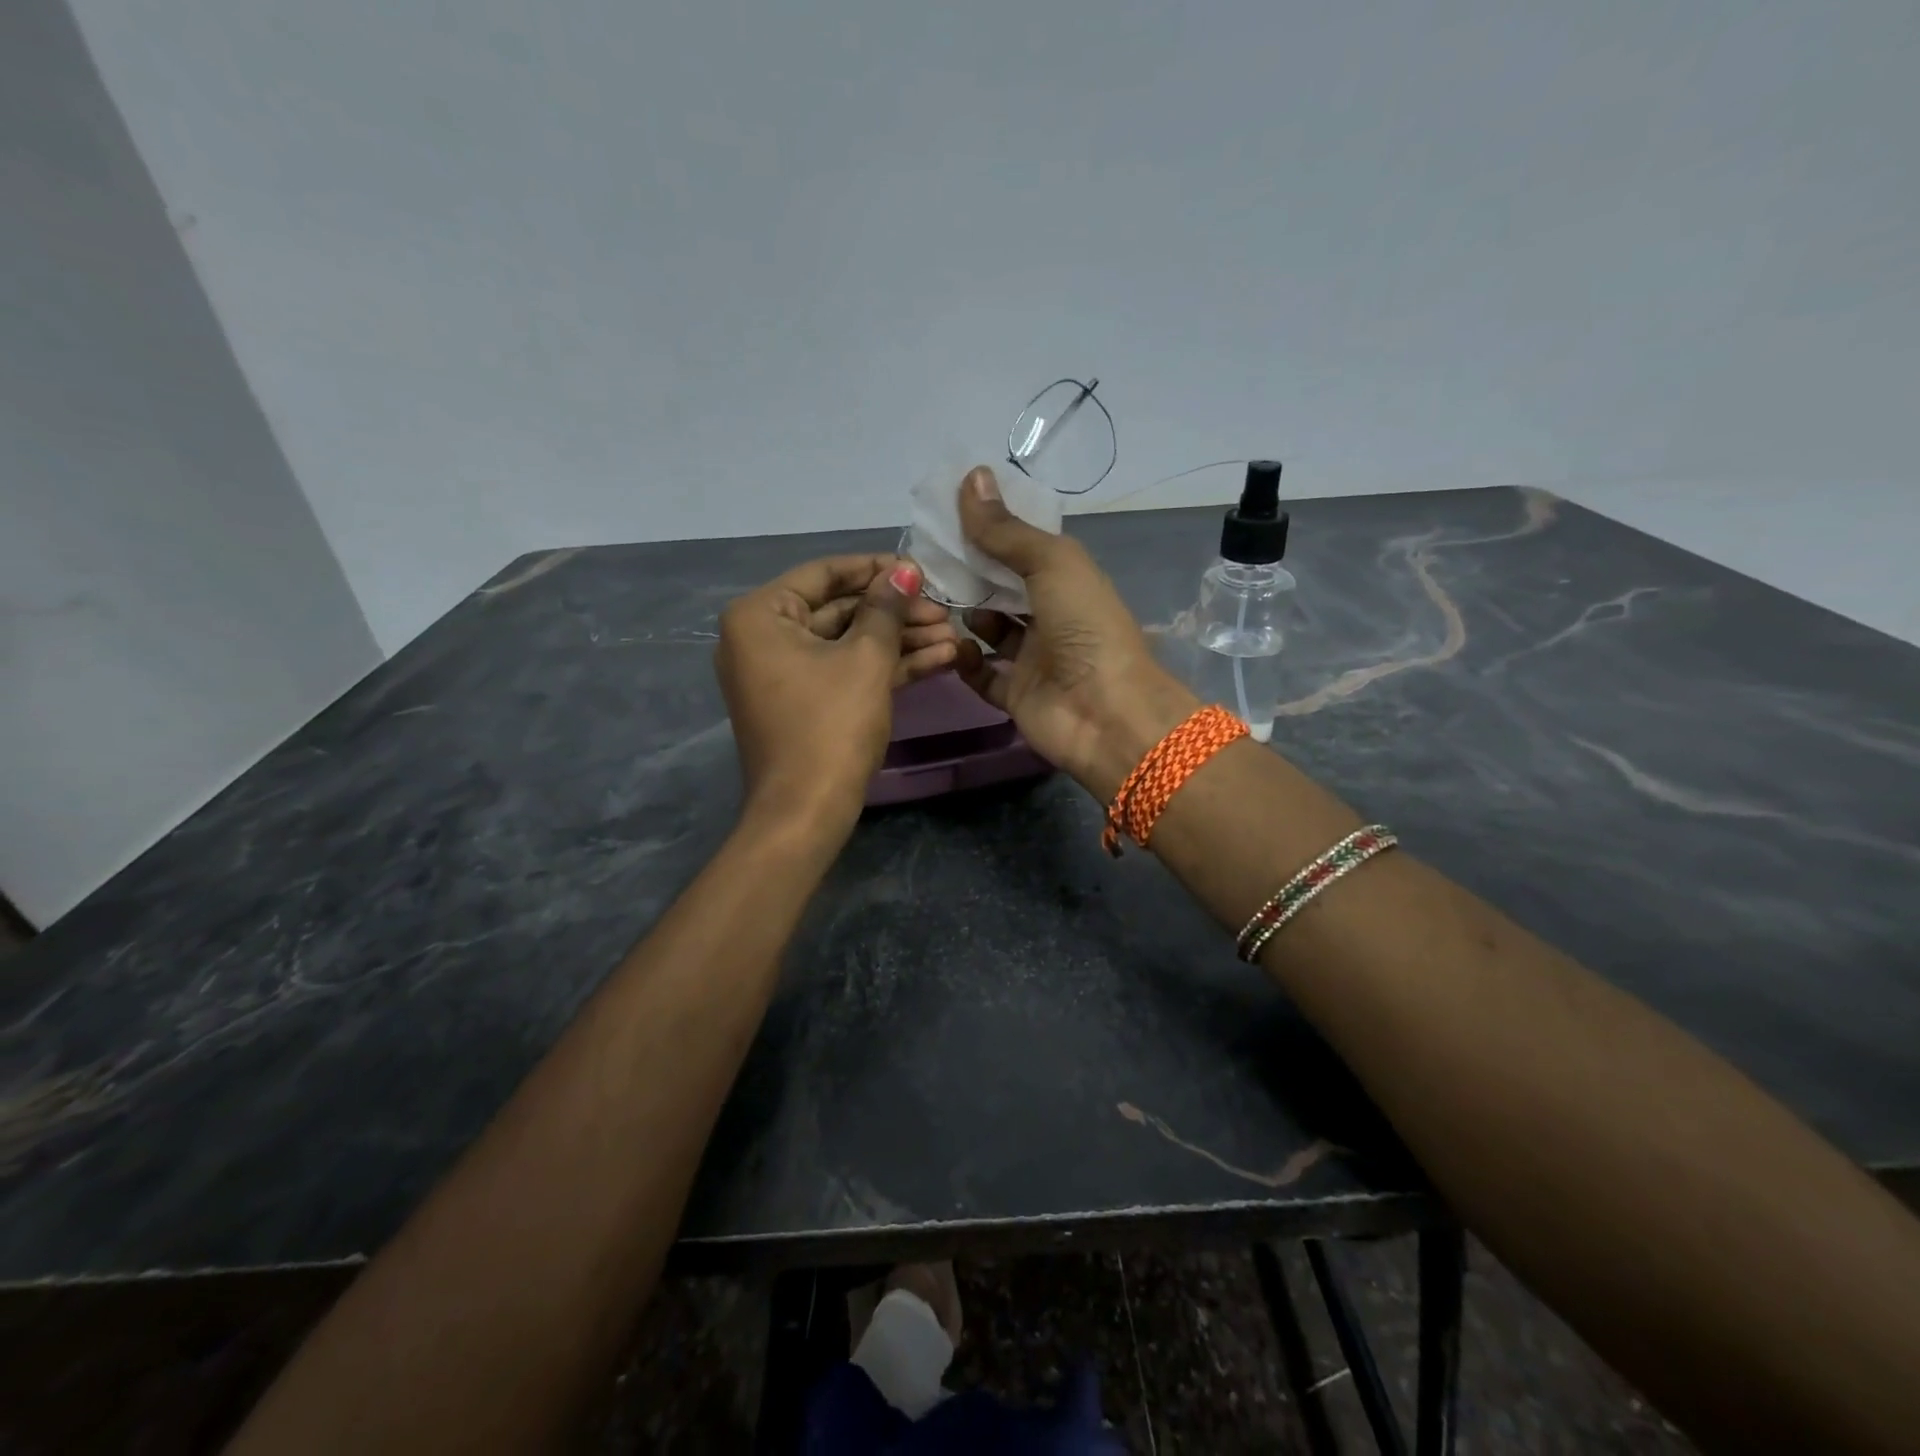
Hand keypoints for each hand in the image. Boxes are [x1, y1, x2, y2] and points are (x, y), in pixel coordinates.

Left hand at [717, 555, 956, 834]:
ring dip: (901, 641)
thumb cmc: (831, 725)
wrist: (806, 812)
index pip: (824, 574)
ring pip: (848, 644)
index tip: (921, 569)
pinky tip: (939, 660)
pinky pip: (845, 671)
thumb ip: (887, 608)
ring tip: (954, 638)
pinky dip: (886, 667)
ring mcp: (784, 674)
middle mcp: (763, 638)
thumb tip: (907, 569)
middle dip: (897, 613)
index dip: (877, 569)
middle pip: (840, 610)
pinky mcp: (805, 702)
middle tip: (945, 610)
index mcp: (761, 616)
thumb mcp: (865, 659)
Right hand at [952, 466, 1197, 799]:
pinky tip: (953, 646)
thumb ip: (1006, 530)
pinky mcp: (1016, 695)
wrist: (1106, 714)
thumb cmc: (1085, 627)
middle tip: (927, 560)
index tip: (947, 517)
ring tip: (933, 601)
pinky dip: (966, 661)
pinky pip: (983, 675)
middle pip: (1002, 589)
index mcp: (1067, 580)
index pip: (1022, 549)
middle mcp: (1051, 616)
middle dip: (969, 574)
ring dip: (965, 616)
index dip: (990, 532)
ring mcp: (1033, 658)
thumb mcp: (1051, 564)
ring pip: (989, 630)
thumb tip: (971, 476)